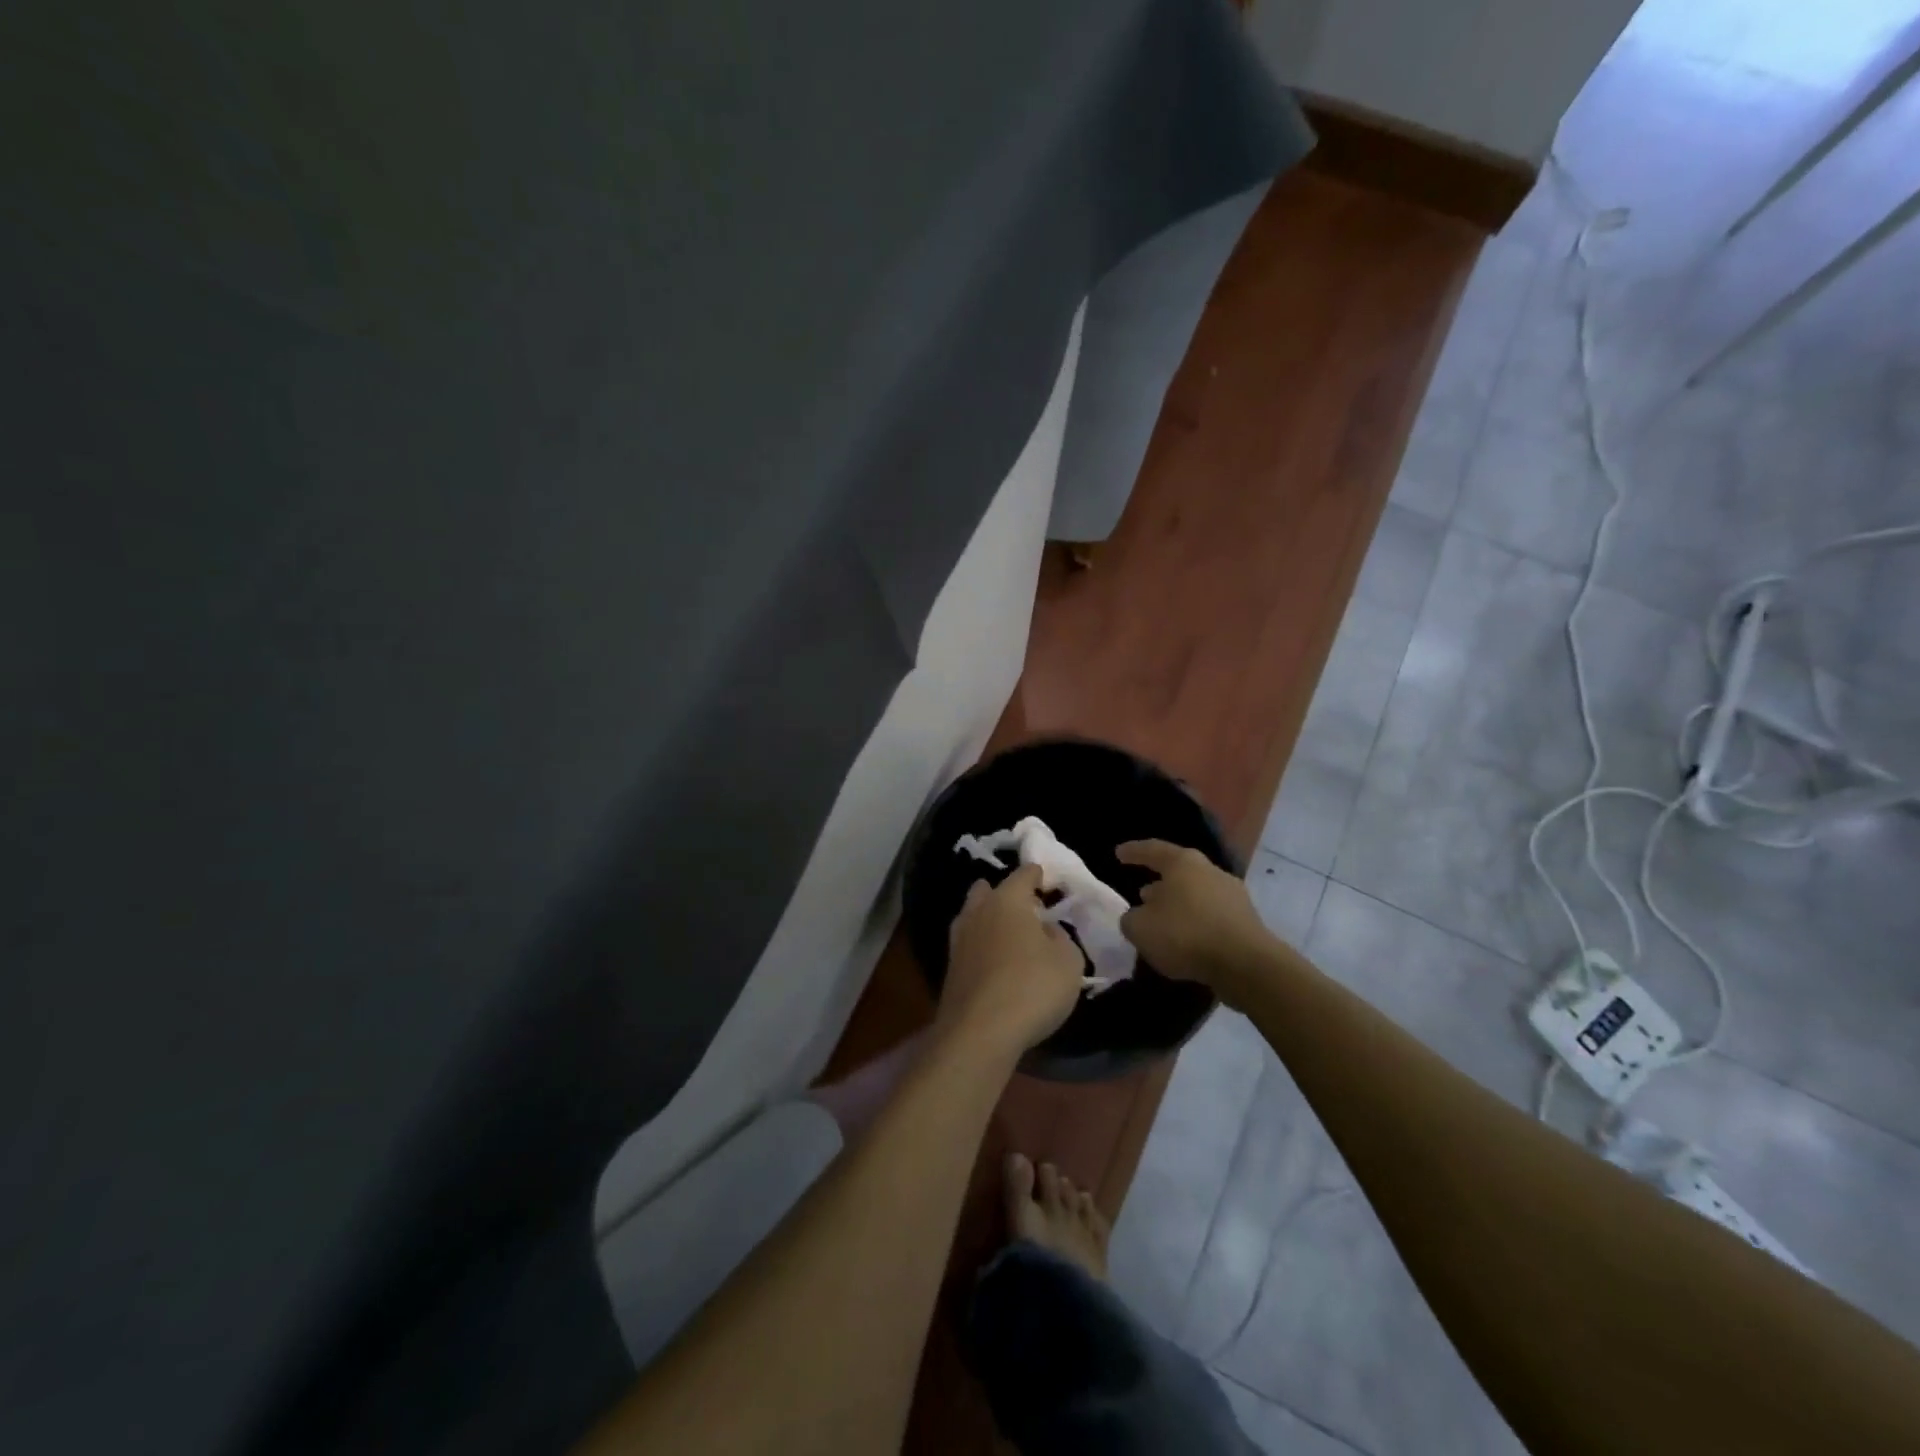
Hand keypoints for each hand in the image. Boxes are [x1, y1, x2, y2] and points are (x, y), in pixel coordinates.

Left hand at [938, 864, 1084, 1059]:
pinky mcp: (950, 968)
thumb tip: (1046, 930)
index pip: (1023, 874)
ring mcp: (959, 940)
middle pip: (988, 890)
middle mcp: (978, 912)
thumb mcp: (1068, 962)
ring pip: (973, 916)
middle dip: (1005, 894)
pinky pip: (970, 945)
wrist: (979, 1032)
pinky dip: (983, 947)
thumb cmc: (1032, 988)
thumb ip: (1061, 938)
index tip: (1047, 879)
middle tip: (1027, 909)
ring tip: (1012, 936)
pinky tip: (997, 962)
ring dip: (990, 920)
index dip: (1037, 874)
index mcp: (1007, 900)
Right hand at [1115, 840, 1277, 1004]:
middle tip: (1141, 893)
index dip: (1133, 852)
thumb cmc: (1186, 935)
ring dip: (1178, 904)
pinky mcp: (1245, 920)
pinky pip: (1210, 915)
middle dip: (1159, 882)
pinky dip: (1195, 923)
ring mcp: (1232, 895)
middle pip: (1178, 871)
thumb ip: (1131, 918)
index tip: (1118, 853)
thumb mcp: (1140, 928)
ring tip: (1162, 920)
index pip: (1153, 850)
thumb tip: (1138, 916)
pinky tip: (1185, 939)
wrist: (1246, 965)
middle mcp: (1210, 871)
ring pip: (1196, 894)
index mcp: (1183, 863)